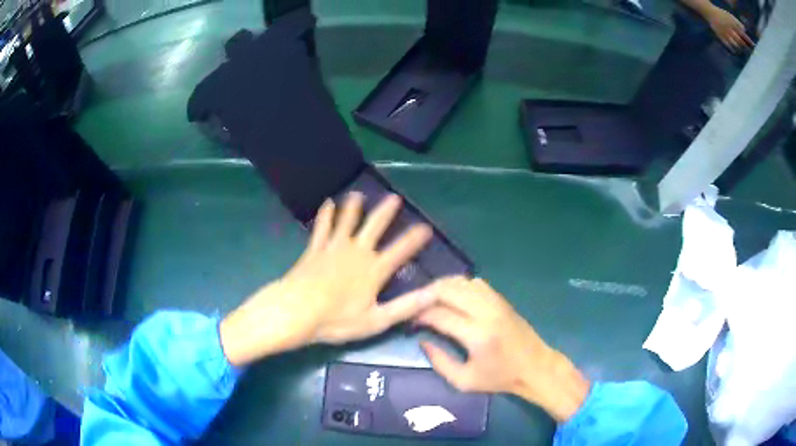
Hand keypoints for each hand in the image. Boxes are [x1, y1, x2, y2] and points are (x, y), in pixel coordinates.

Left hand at [220, 192, 434, 366]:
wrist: (297, 311)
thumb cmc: (337, 320)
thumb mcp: (376, 320)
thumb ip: (406, 307)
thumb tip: (434, 294)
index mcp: (374, 270)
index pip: (400, 250)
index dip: (415, 238)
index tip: (426, 226)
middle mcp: (357, 252)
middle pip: (375, 226)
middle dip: (386, 212)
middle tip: (394, 197)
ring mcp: (334, 247)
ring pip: (347, 220)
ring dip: (354, 206)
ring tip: (359, 194)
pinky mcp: (315, 249)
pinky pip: (323, 227)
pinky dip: (326, 214)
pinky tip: (328, 204)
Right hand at [417, 277, 590, 422]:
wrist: (535, 367)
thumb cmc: (500, 378)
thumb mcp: (464, 381)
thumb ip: (440, 362)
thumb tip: (422, 340)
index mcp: (477, 335)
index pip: (439, 315)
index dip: (420, 315)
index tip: (410, 320)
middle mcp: (486, 313)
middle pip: (449, 290)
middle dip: (426, 294)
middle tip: (415, 305)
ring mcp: (496, 303)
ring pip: (462, 282)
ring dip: (442, 287)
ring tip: (429, 299)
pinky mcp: (502, 300)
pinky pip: (476, 283)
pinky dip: (460, 285)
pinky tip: (452, 296)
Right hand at [707, 7, 753, 51]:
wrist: (710, 12)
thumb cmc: (722, 15)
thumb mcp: (729, 15)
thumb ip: (737, 22)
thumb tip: (745, 29)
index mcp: (731, 23)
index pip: (742, 33)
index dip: (748, 40)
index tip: (754, 45)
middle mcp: (729, 29)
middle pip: (740, 41)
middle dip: (745, 46)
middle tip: (750, 52)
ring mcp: (725, 34)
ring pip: (736, 45)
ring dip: (741, 49)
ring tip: (744, 53)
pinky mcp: (721, 37)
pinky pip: (729, 46)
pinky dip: (733, 50)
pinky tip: (736, 52)